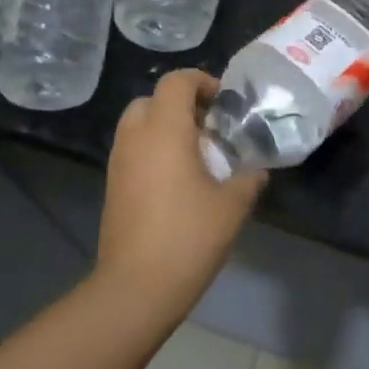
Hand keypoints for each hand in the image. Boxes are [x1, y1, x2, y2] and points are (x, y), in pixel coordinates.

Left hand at [96, 70, 266, 321]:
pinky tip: (177, 179)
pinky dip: (152, 149)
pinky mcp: (112, 186)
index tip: (224, 102)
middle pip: (152, 99)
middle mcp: (136, 137)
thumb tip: (256, 170)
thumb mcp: (232, 206)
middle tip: (208, 127)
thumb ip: (248, 179)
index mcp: (165, 130)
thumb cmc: (188, 237)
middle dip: (180, 104)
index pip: (176, 82)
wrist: (136, 287)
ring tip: (195, 153)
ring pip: (138, 124)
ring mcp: (119, 162)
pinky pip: (132, 150)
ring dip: (164, 127)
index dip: (202, 81)